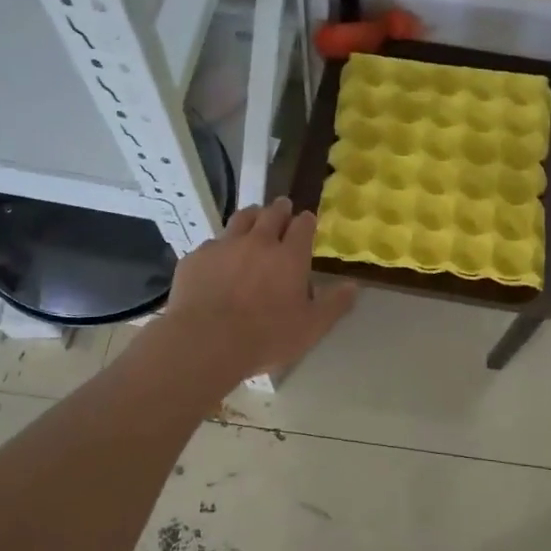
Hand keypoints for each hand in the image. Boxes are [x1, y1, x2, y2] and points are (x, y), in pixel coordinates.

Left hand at [162, 198, 357, 378]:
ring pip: (241, 219)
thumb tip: (353, 286)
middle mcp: (258, 242)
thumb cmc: (266, 337)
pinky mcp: (197, 257)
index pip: (302, 226)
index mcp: (289, 257)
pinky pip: (212, 243)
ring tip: (254, 218)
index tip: (307, 220)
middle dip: (280, 209)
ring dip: (252, 216)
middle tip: (283, 208)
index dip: (306, 221)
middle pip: (272, 213)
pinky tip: (218, 258)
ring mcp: (225, 246)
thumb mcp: (310, 328)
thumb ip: (333, 305)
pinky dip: (220, 246)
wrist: (206, 342)